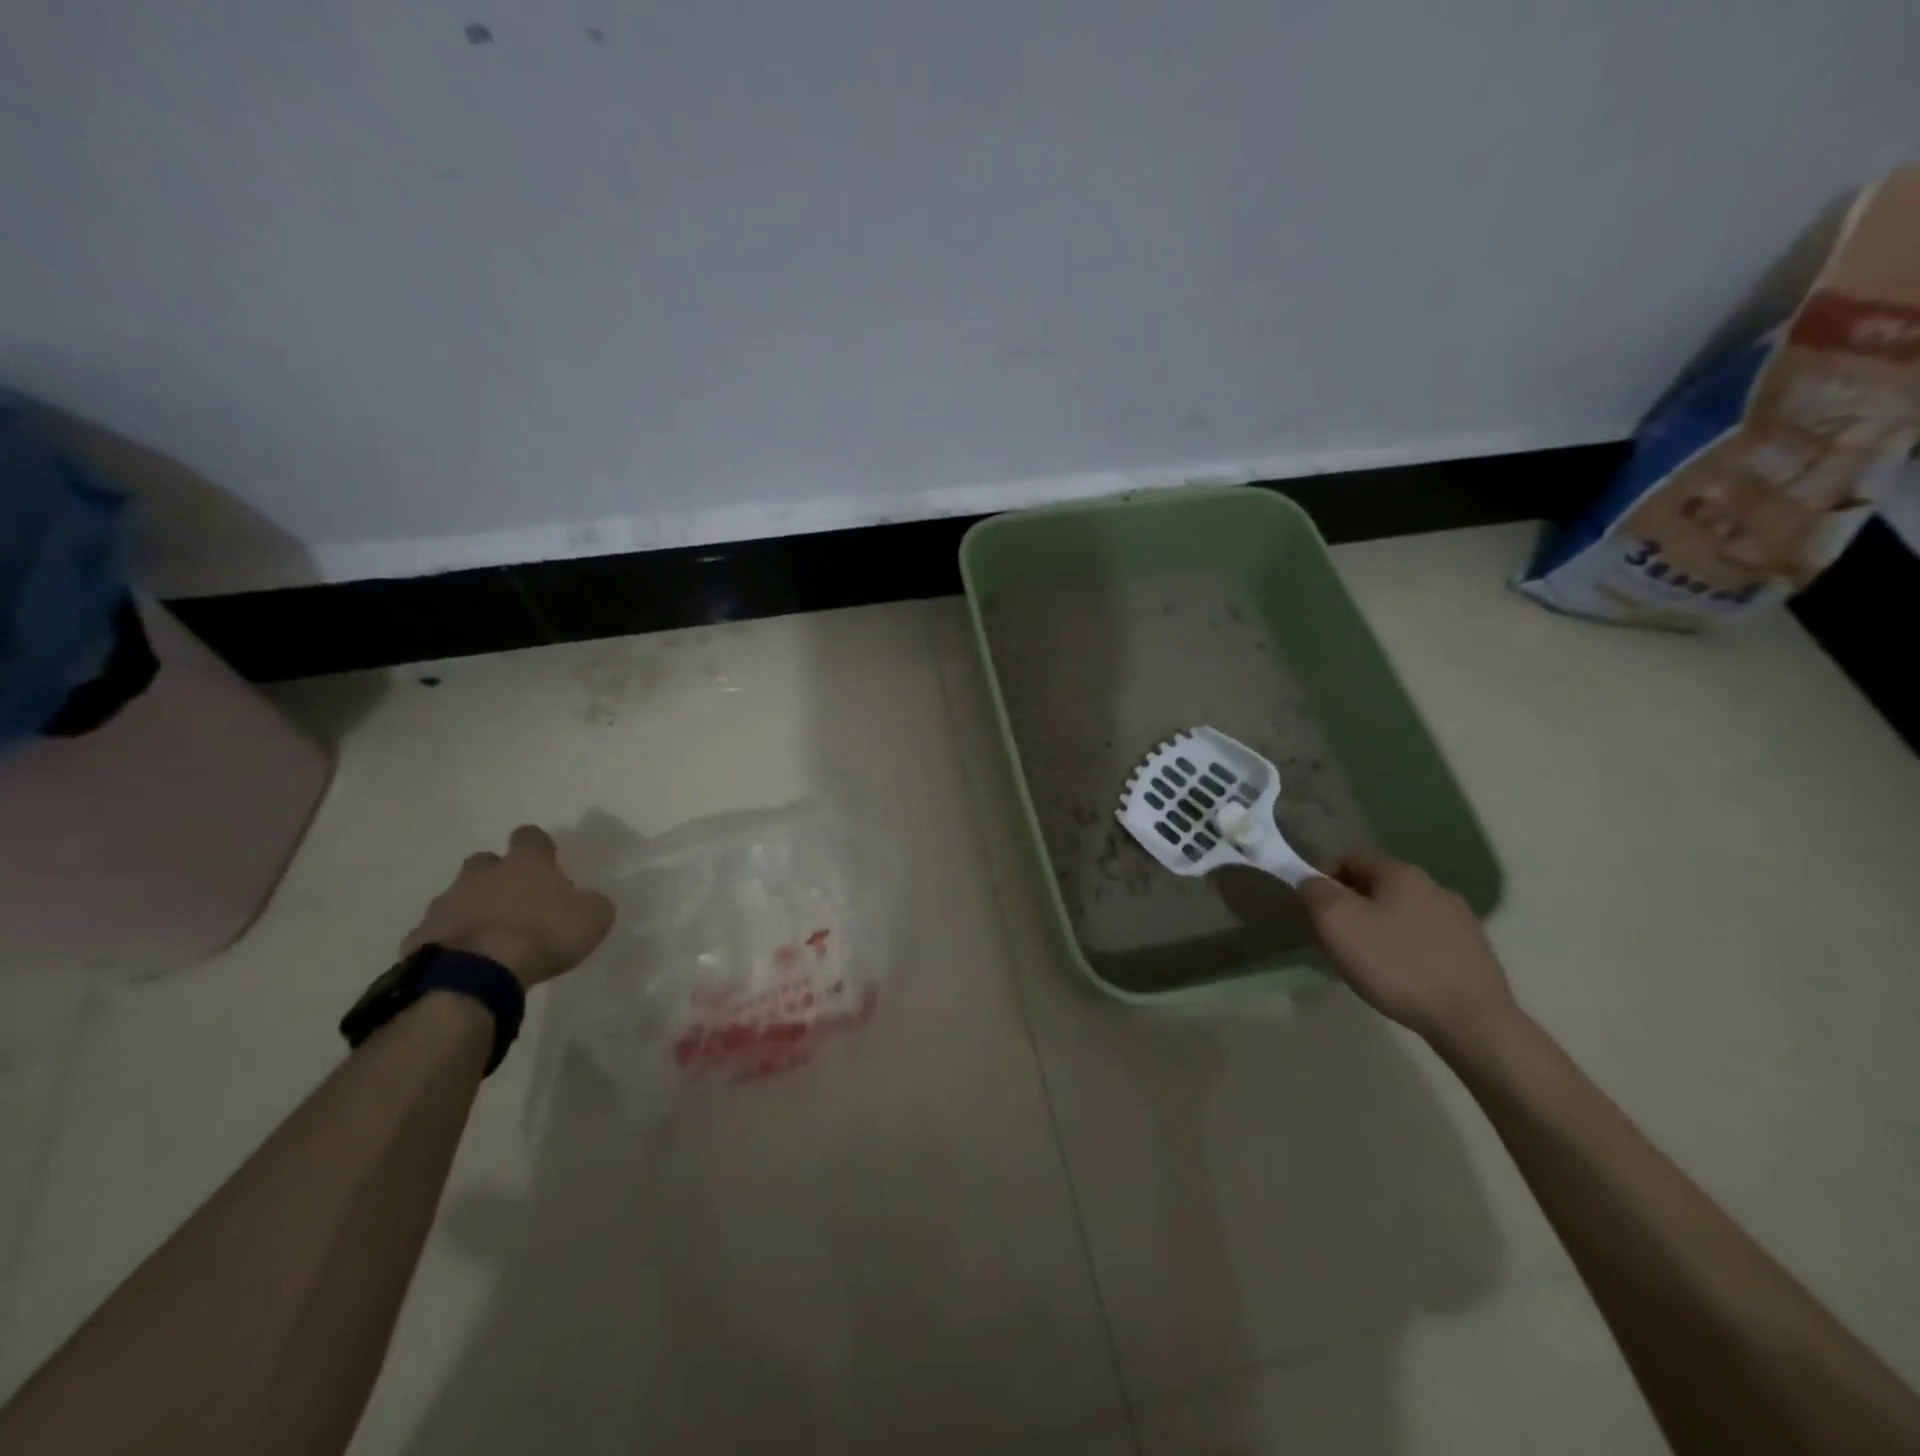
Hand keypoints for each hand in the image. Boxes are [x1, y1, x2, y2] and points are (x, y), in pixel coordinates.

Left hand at [402, 825, 614, 988]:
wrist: (475, 974)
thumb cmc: (542, 936)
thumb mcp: (592, 919)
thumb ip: (592, 903)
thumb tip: (588, 899)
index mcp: (526, 863)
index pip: (530, 836)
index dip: (539, 846)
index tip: (547, 861)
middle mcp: (482, 874)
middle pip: (486, 862)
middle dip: (497, 875)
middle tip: (514, 900)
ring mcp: (446, 902)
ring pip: (458, 896)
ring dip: (472, 908)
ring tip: (489, 936)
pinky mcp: (421, 935)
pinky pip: (438, 931)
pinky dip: (451, 939)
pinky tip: (464, 959)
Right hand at [1297, 856, 1515, 1047]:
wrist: (1471, 1021)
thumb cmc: (1395, 964)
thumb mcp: (1336, 923)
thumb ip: (1315, 892)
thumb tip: (1312, 882)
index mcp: (1401, 873)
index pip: (1348, 861)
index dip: (1323, 882)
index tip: (1314, 914)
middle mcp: (1434, 886)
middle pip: (1376, 887)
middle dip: (1352, 908)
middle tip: (1337, 941)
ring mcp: (1461, 919)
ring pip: (1402, 913)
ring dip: (1380, 928)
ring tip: (1370, 963)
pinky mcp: (1474, 950)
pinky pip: (1426, 939)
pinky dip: (1407, 949)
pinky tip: (1403, 976)